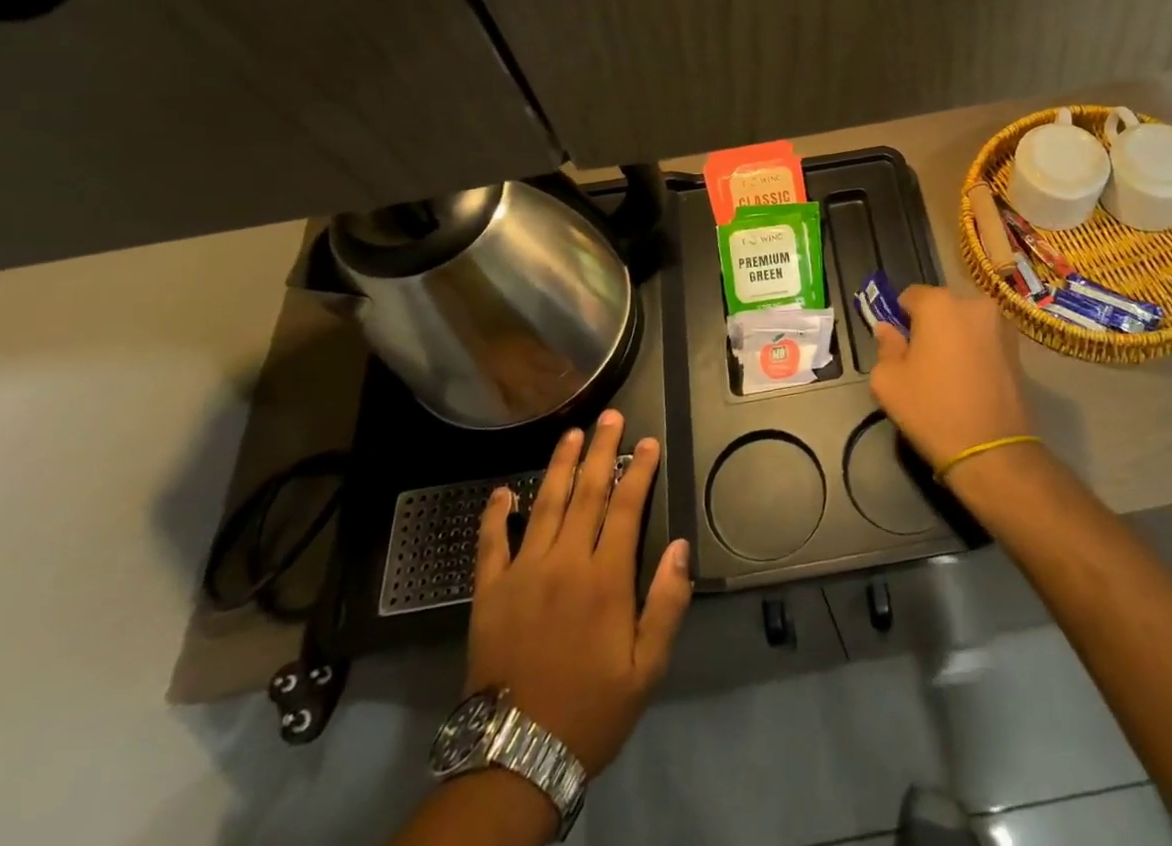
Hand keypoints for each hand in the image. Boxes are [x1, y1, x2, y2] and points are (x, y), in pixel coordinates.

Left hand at [465, 409, 691, 777]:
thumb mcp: (647, 668)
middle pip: (587, 491)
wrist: (516, 756)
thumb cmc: (590, 709)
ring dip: (559, 465)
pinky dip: (495, 514)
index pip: (627, 506)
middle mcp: (565, 561)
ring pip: (544, 503)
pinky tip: (502, 491)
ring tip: (572, 433)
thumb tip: (681, 547)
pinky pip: (491, 542)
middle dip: (601, 450)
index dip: (639, 469)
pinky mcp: (490, 590)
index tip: (647, 442)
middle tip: (610, 416)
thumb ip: (667, 604)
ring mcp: (524, 571)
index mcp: (605, 577)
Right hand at [869, 285, 1036, 473]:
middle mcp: (974, 303)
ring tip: (947, 375)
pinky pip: (984, 340)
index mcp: (939, 303)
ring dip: (953, 338)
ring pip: (964, 323)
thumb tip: (887, 329)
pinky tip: (969, 381)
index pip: (909, 296)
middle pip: (940, 307)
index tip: (898, 346)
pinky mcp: (1018, 348)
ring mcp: (1001, 325)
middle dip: (929, 326)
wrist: (992, 451)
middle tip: (921, 362)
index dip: (899, 318)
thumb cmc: (932, 409)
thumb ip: (885, 346)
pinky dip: (974, 351)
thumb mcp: (888, 380)